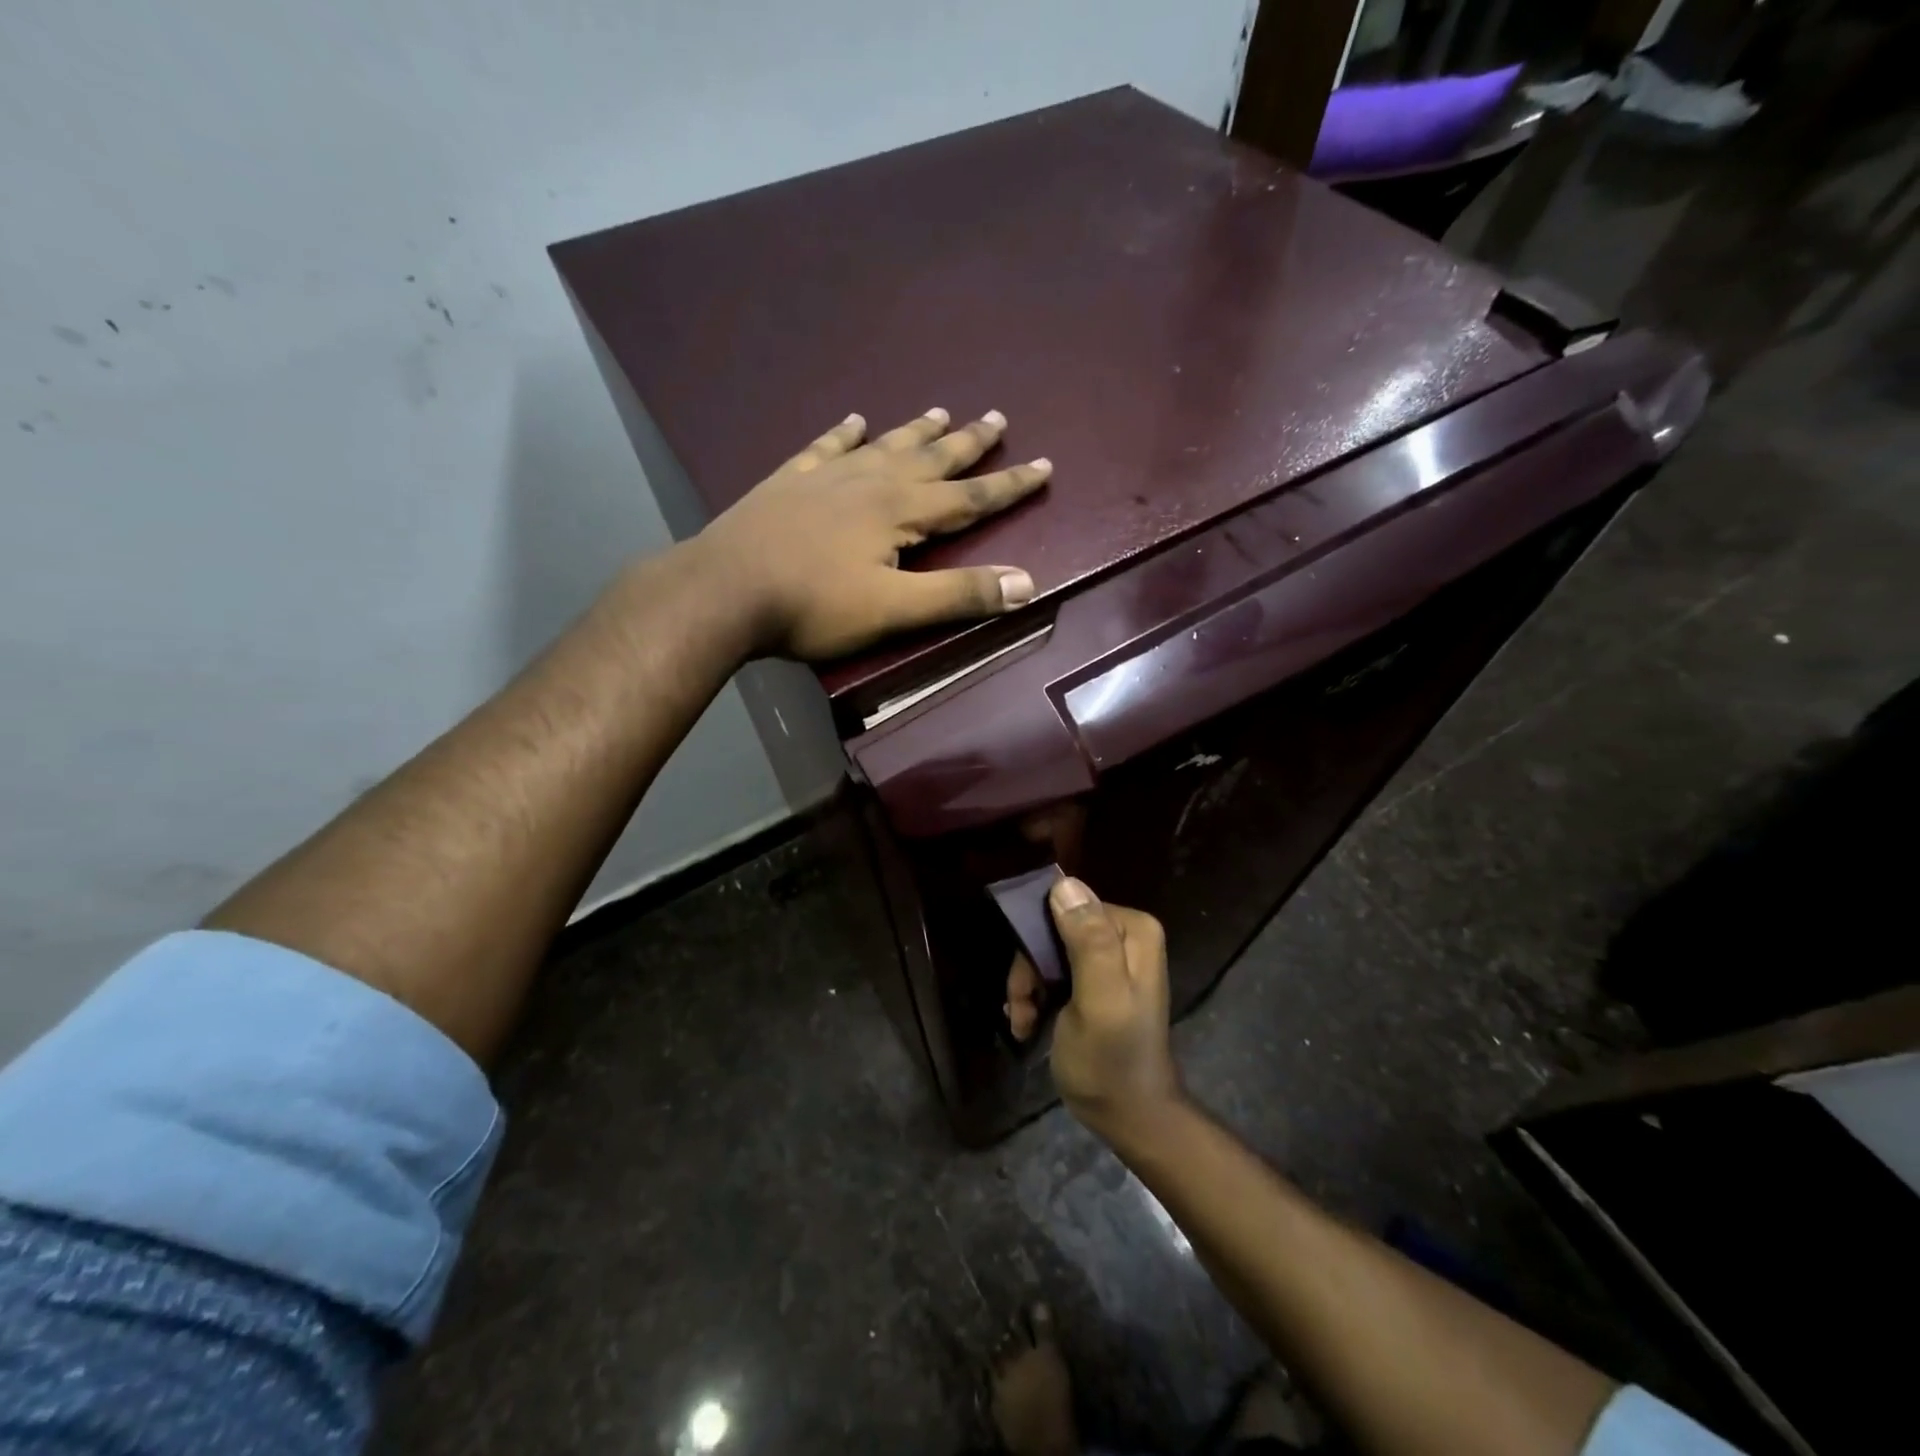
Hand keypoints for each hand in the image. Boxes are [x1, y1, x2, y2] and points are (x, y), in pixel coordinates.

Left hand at [696, 407, 1051, 660]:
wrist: (725, 590)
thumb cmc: (814, 606)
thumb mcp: (895, 610)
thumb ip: (959, 595)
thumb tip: (1026, 583)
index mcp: (901, 511)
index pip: (970, 497)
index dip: (1010, 484)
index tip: (1044, 463)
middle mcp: (871, 482)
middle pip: (931, 458)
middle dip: (969, 443)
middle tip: (997, 416)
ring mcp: (827, 477)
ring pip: (884, 445)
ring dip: (916, 430)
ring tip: (940, 410)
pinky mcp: (790, 481)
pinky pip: (826, 447)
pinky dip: (843, 434)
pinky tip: (854, 421)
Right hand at [1027, 877, 1182, 1142]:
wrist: (1129, 1118)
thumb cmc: (1113, 1060)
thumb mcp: (1100, 1000)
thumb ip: (1088, 942)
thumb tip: (1064, 883)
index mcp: (1132, 929)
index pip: (1067, 908)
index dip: (1038, 942)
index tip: (1027, 984)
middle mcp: (1123, 935)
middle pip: (1054, 930)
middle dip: (1030, 970)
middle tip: (1019, 1006)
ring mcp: (1108, 959)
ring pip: (1046, 952)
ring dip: (1027, 988)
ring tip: (1022, 1022)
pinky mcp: (1092, 982)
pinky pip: (1052, 972)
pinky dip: (1034, 998)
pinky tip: (1027, 1025)